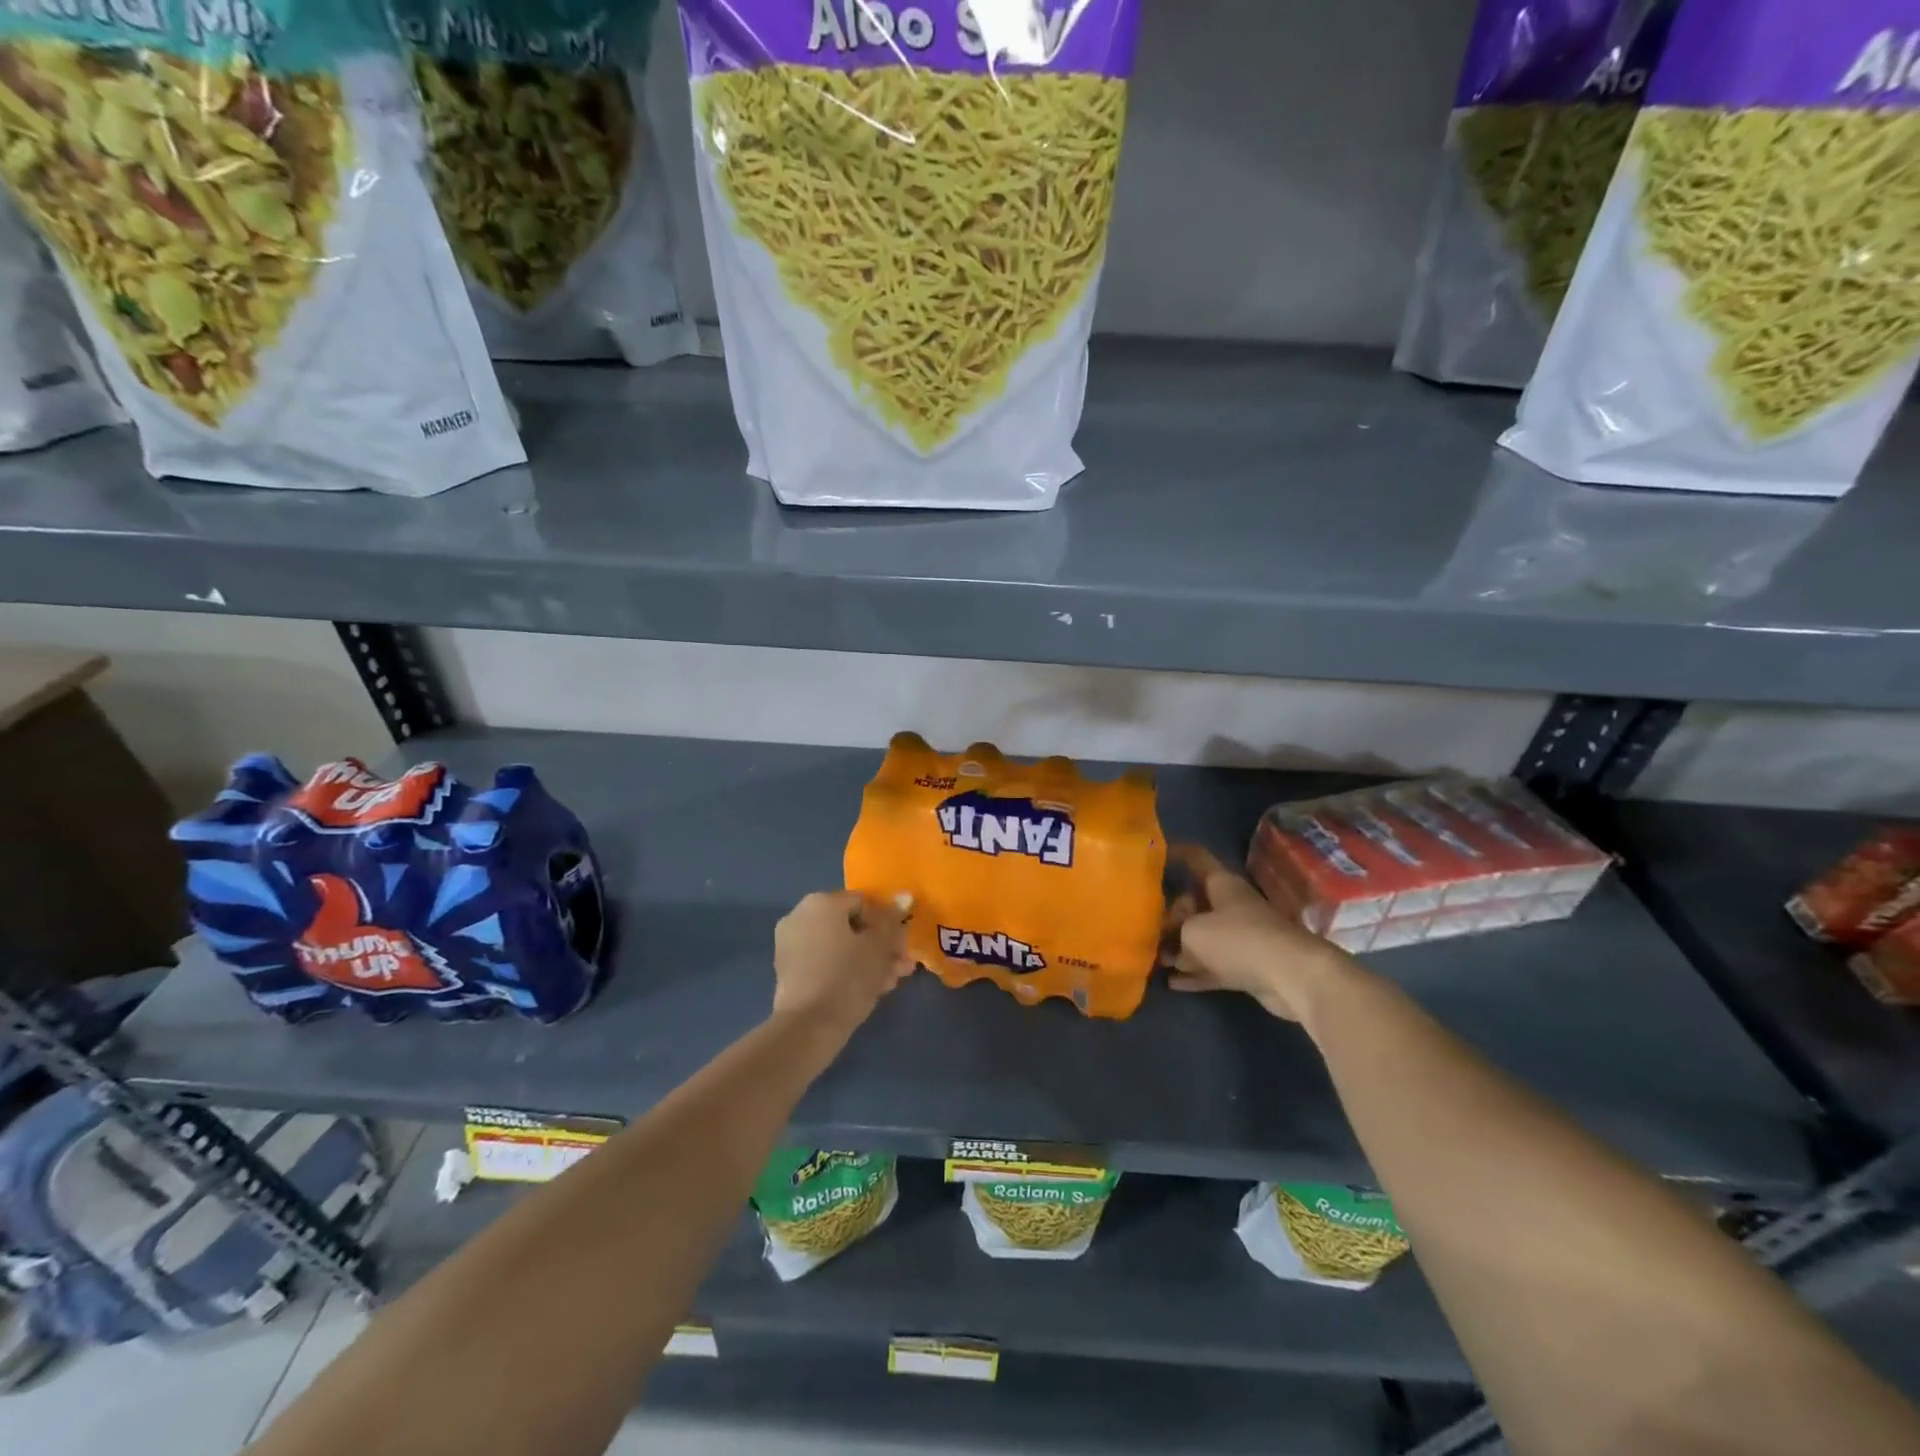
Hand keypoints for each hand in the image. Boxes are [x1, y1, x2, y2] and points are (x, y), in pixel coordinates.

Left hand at [772, 890, 914, 1034]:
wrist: (808, 1027)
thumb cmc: (848, 976)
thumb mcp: (878, 946)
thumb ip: (892, 919)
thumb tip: (904, 895)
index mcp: (821, 902)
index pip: (865, 903)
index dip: (888, 925)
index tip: (902, 948)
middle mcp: (801, 915)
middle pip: (851, 926)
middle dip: (879, 946)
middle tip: (900, 967)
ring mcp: (790, 944)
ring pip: (839, 946)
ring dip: (867, 960)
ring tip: (888, 983)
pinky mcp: (788, 970)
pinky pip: (824, 961)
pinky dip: (844, 970)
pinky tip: (868, 989)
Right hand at [1165, 845, 1350, 1022]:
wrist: (1291, 976)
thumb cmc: (1237, 939)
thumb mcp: (1192, 930)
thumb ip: (1176, 931)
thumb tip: (1171, 942)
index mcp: (1221, 885)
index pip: (1196, 858)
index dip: (1175, 853)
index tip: (1152, 856)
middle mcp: (1231, 906)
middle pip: (1195, 903)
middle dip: (1170, 915)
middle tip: (1146, 928)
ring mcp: (1241, 938)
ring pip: (1203, 938)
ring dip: (1180, 949)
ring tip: (1153, 958)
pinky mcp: (1247, 967)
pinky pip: (1213, 967)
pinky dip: (1195, 974)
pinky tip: (1171, 983)